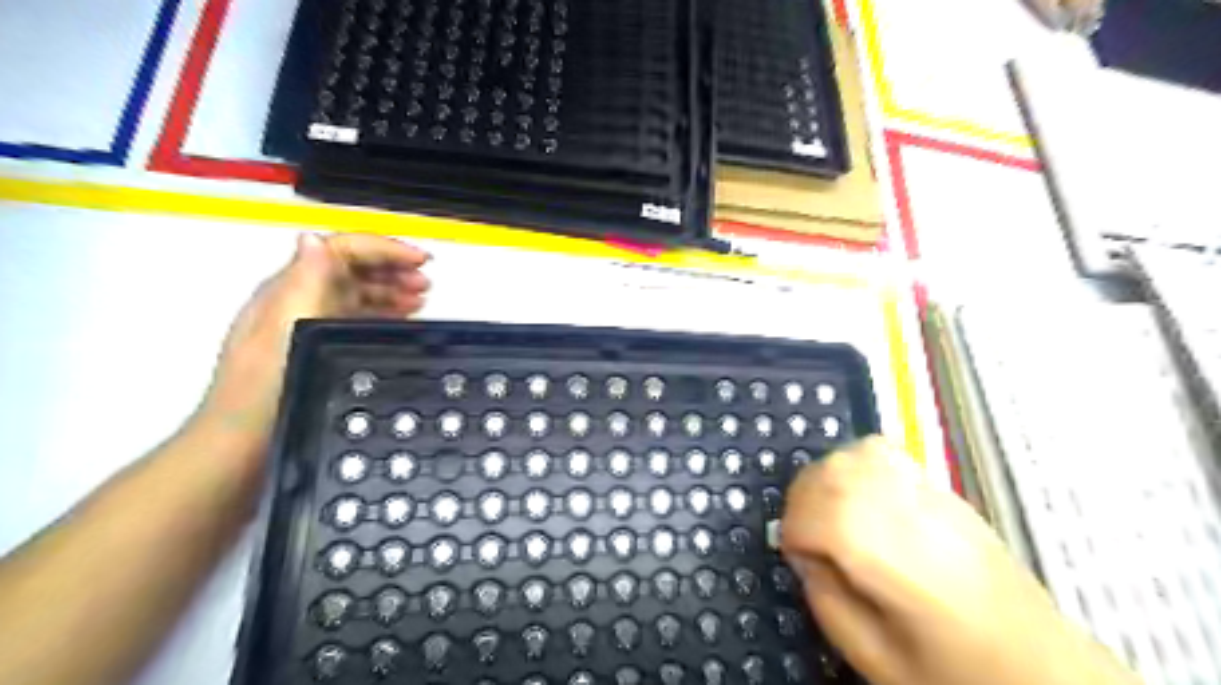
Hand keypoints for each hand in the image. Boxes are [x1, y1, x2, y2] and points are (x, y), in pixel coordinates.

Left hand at [199, 233, 430, 453]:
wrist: (243, 445)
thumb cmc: (263, 390)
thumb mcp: (286, 330)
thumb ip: (304, 282)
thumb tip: (314, 238)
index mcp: (290, 290)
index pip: (341, 249)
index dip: (384, 249)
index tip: (420, 260)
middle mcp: (299, 301)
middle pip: (352, 267)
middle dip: (392, 267)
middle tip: (426, 280)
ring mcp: (308, 324)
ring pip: (357, 292)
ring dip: (391, 289)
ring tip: (421, 298)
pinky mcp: (317, 348)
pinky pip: (357, 318)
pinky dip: (384, 313)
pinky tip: (399, 321)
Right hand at [777, 443, 1139, 683]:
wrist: (1040, 666)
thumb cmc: (953, 671)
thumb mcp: (873, 656)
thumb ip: (824, 599)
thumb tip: (804, 554)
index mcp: (894, 561)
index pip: (818, 516)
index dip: (793, 535)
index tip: (797, 560)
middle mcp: (909, 512)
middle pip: (830, 474)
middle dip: (800, 502)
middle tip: (806, 538)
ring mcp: (928, 492)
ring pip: (852, 455)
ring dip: (824, 480)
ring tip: (828, 514)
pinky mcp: (940, 487)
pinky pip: (880, 452)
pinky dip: (853, 464)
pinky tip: (859, 496)